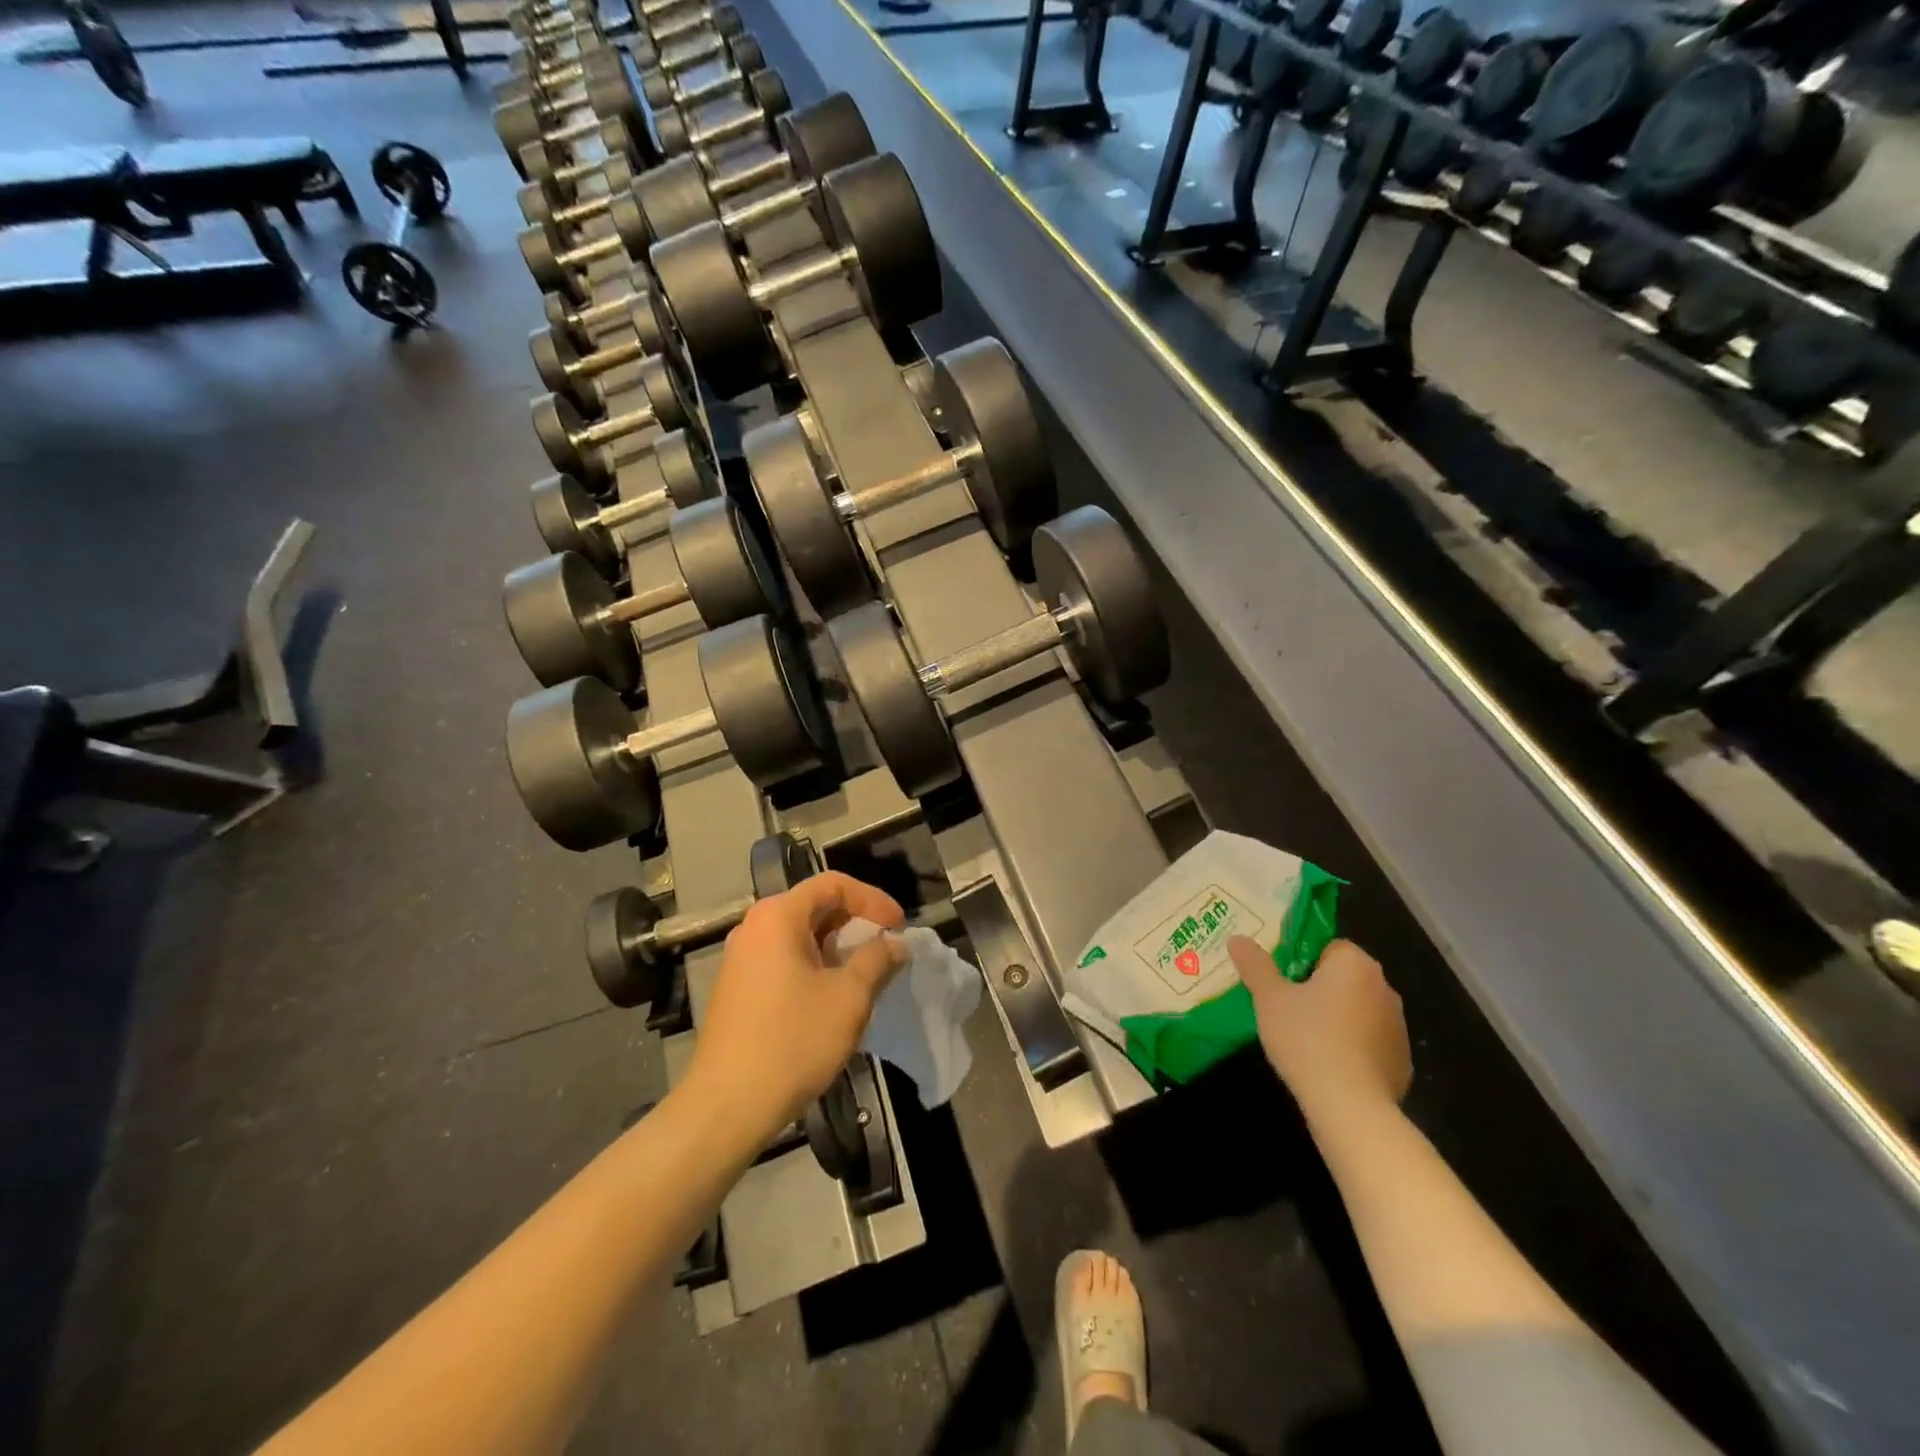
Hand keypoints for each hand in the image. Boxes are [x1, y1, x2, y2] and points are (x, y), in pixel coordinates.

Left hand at [687, 872, 907, 1141]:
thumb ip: (877, 960)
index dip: (873, 899)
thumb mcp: (849, 998)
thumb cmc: (793, 1041)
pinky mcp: (737, 988)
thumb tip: (894, 945)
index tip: (899, 928)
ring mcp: (741, 959)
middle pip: (814, 906)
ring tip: (867, 974)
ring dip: (837, 948)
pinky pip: (784, 960)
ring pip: (800, 936)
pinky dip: (815, 966)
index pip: (833, 884)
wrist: (727, 1106)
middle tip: (886, 949)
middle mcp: (754, 927)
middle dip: (856, 923)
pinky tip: (833, 997)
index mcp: (778, 916)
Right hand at [1229, 937, 1410, 1119]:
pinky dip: (1352, 1047)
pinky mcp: (1402, 1061)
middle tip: (1285, 1007)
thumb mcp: (1268, 998)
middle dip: (1318, 988)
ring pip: (1357, 1009)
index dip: (1300, 960)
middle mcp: (1384, 988)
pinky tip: (1328, 1065)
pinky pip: (1370, 1042)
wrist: (1350, 1107)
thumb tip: (1238, 938)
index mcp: (1355, 964)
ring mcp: (1398, 1027)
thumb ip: (1254, 965)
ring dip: (1336, 1017)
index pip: (1328, 946)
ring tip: (1304, 1038)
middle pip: (1343, 977)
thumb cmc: (1306, 1039)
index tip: (1281, 981)